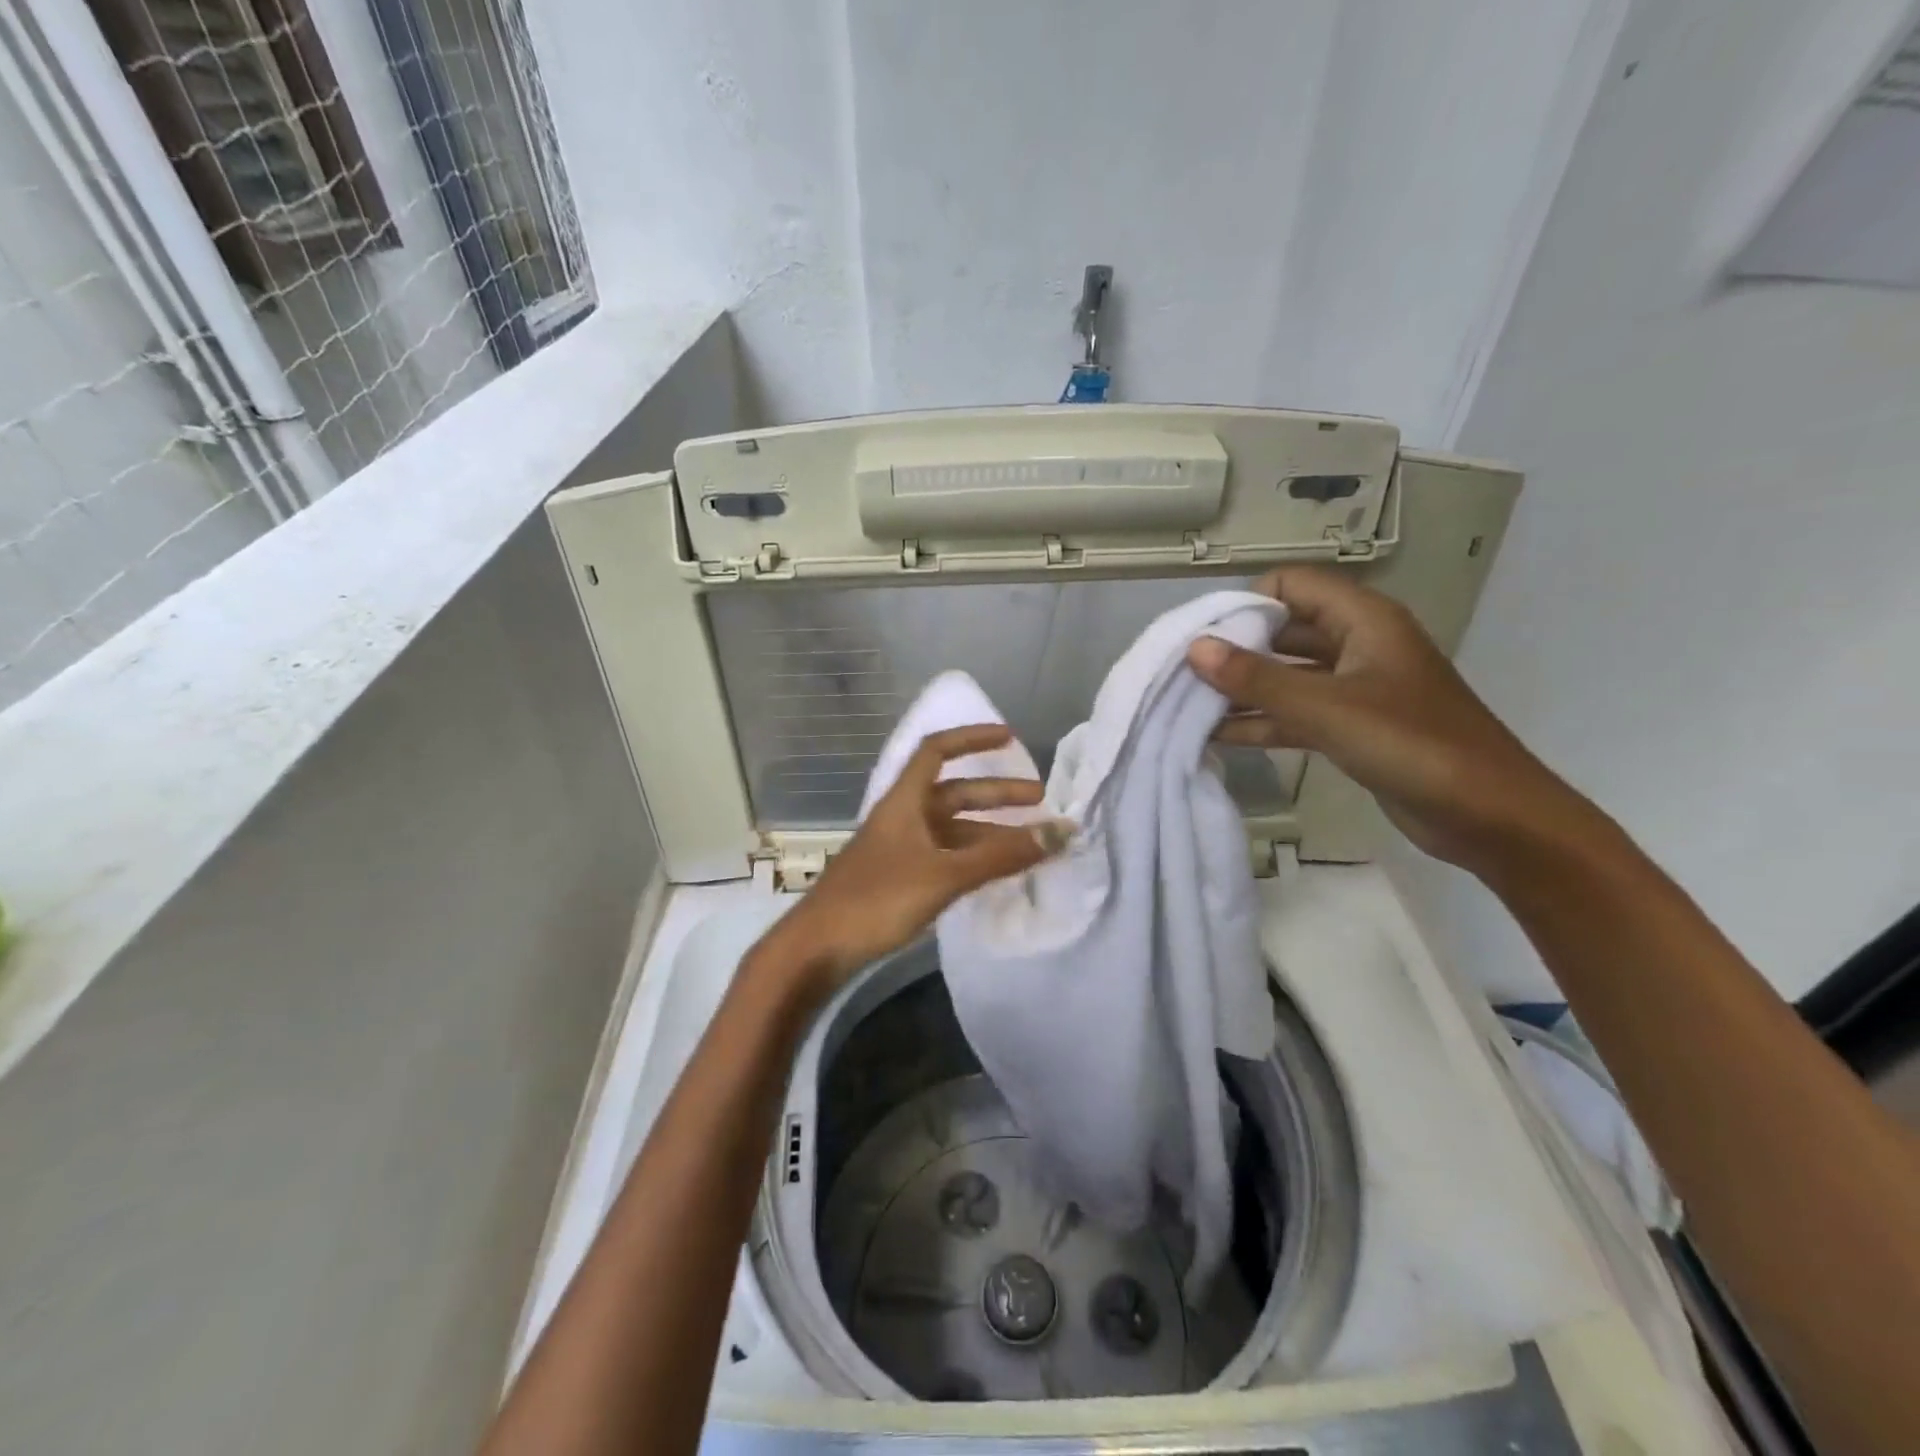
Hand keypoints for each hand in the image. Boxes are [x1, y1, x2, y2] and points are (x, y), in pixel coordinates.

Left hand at [758, 725, 1068, 1000]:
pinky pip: (945, 856)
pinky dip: (974, 858)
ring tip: (1031, 844)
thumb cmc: (877, 900)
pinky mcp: (899, 879)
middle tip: (1040, 801)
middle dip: (997, 794)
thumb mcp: (944, 875)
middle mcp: (903, 818)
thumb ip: (1001, 855)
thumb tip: (1059, 831)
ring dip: (990, 831)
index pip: (936, 751)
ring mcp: (899, 850)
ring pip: (953, 829)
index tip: (1009, 738)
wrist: (817, 949)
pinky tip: (997, 871)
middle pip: (954, 793)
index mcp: (904, 802)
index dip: (971, 738)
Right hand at [1189, 567, 1597, 874]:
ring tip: (1187, 705)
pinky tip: (1217, 736)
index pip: (1291, 585)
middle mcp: (1357, 645)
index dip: (1245, 603)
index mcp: (1363, 620)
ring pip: (1286, 676)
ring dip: (1242, 690)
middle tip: (1183, 673)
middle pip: (1283, 631)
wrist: (1489, 816)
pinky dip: (1261, 722)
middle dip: (1235, 650)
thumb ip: (1257, 679)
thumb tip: (1196, 648)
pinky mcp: (1352, 728)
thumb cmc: (1412, 746)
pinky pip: (1296, 713)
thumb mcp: (1327, 708)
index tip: (1202, 635)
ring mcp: (1355, 689)